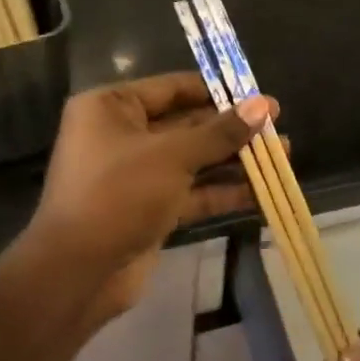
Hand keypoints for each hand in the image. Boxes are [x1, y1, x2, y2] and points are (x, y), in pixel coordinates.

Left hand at [26, 74, 273, 307]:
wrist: (77, 273)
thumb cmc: (118, 194)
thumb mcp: (173, 156)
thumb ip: (221, 132)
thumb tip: (264, 105)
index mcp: (111, 107)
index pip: (173, 87)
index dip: (217, 91)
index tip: (258, 95)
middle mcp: (121, 135)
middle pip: (187, 124)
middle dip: (232, 129)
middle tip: (277, 127)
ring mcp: (135, 175)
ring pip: (193, 160)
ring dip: (234, 161)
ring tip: (282, 156)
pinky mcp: (149, 209)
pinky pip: (191, 192)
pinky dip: (222, 192)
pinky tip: (261, 192)